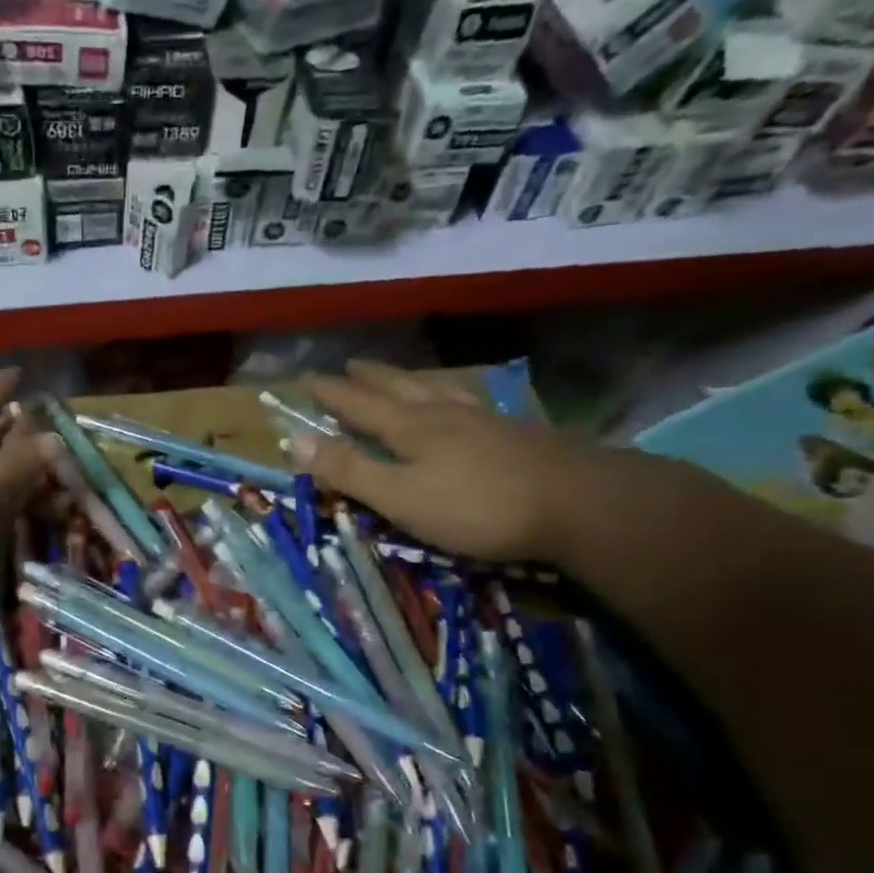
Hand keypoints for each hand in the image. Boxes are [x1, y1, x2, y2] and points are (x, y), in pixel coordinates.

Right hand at [292, 360, 606, 563]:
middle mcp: (445, 415)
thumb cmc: (478, 507)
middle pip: (400, 389)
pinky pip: (474, 404)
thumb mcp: (400, 497)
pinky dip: (457, 397)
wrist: (580, 505)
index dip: (331, 394)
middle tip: (351, 364)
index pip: (359, 406)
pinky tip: (467, 403)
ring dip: (413, 381)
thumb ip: (349, 470)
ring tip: (404, 376)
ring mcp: (486, 422)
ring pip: (439, 392)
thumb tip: (293, 438)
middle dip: (371, 379)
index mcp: (411, 429)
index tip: (306, 378)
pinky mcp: (519, 436)